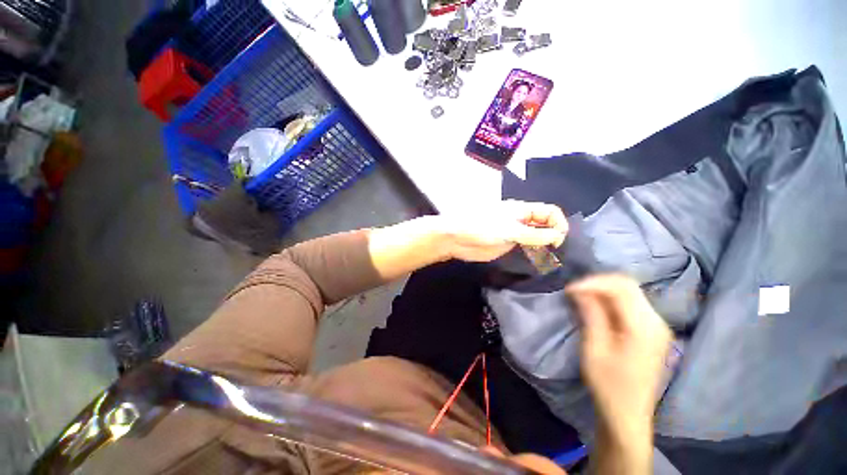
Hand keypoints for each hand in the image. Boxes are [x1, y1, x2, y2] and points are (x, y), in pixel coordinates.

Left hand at [437, 200, 567, 261]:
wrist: (458, 238)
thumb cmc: (482, 228)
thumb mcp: (509, 230)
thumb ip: (533, 234)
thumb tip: (558, 236)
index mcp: (522, 210)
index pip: (550, 212)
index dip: (558, 224)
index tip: (559, 241)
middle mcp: (521, 220)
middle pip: (545, 224)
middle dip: (554, 235)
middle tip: (557, 252)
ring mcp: (515, 233)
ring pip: (537, 236)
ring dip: (545, 245)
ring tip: (550, 258)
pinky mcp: (508, 244)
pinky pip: (526, 246)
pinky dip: (534, 252)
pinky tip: (538, 260)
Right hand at [567, 275, 671, 472]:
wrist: (628, 413)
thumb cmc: (608, 384)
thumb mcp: (594, 348)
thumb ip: (591, 314)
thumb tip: (579, 289)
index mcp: (643, 327)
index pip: (620, 288)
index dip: (592, 283)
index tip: (569, 290)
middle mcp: (656, 321)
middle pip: (628, 285)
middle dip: (598, 283)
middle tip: (574, 291)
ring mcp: (657, 326)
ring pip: (630, 292)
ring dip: (604, 290)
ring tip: (582, 297)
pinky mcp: (653, 331)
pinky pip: (632, 303)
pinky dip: (611, 299)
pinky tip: (597, 307)